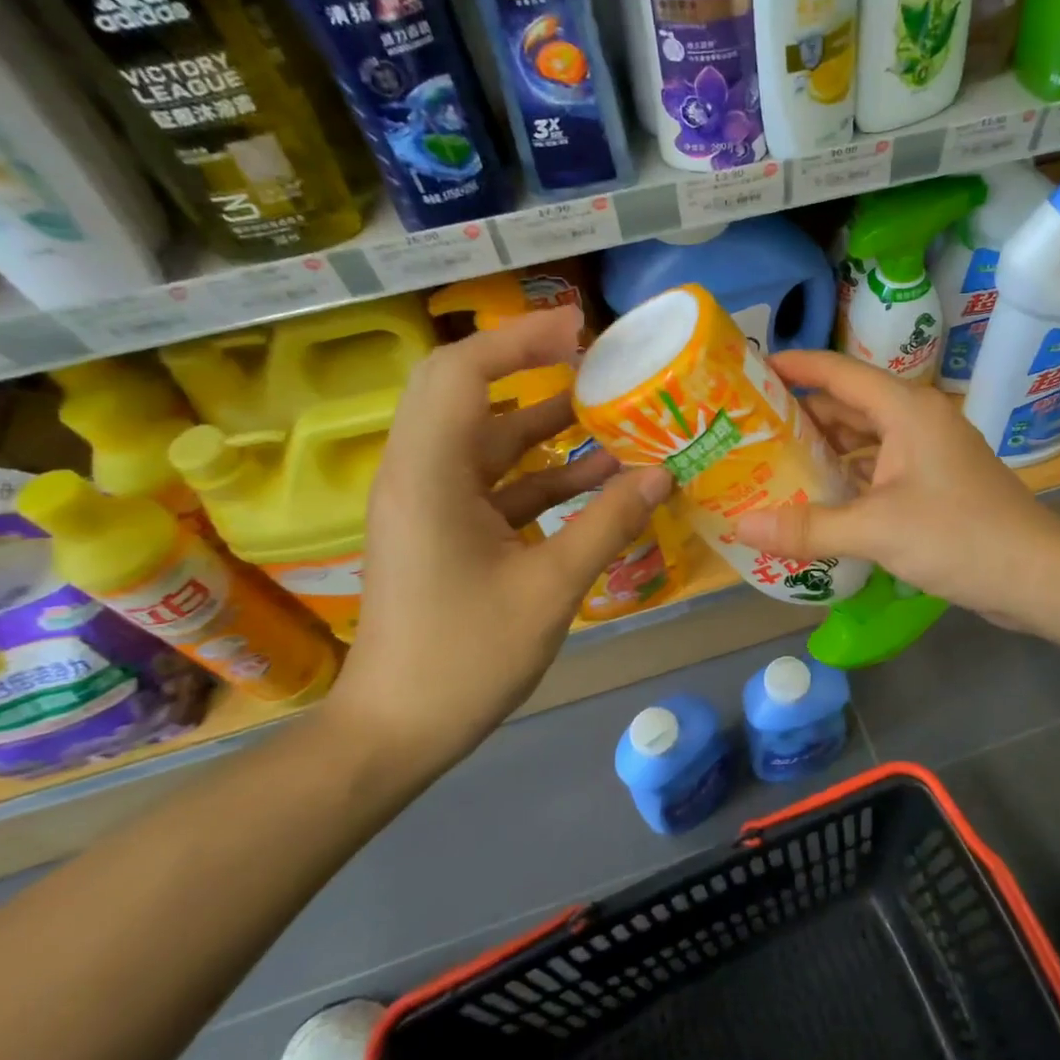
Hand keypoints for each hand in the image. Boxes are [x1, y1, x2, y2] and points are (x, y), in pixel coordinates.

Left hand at [328, 308, 673, 770]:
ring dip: (547, 424)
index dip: (520, 339)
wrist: (397, 731)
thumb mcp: (551, 589)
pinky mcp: (446, 530)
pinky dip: (544, 473)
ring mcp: (432, 503)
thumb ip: (608, 523)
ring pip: (489, 439)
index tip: (581, 328)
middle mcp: (421, 475)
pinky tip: (600, 479)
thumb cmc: (466, 659)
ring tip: (613, 413)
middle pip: (467, 392)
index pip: (463, 373)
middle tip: (595, 358)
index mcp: (430, 476)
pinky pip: (498, 482)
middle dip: (532, 368)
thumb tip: (663, 474)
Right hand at [733, 350, 1059, 628]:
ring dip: (825, 451)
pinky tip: (818, 500)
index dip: (795, 366)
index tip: (751, 369)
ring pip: (865, 441)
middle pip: (849, 405)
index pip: (839, 372)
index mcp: (906, 410)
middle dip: (801, 415)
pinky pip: (880, 470)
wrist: (1037, 575)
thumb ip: (807, 528)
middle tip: (750, 428)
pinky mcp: (936, 485)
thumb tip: (741, 526)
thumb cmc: (959, 536)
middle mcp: (918, 422)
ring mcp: (929, 454)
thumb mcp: (876, 530)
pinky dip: (849, 479)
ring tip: (772, 464)